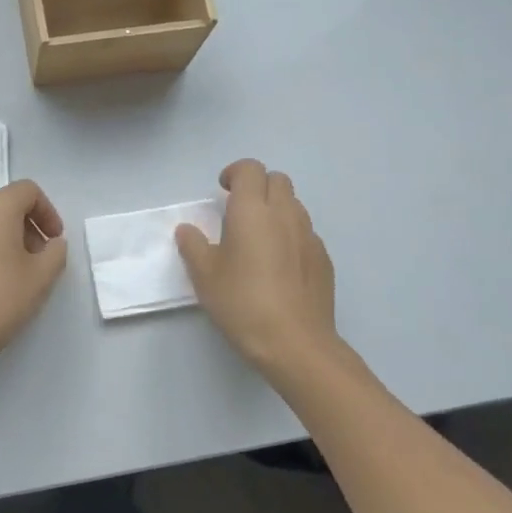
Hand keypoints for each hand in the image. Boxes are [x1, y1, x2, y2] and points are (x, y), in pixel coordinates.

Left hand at [0, 180, 67, 373]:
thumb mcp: (40, 278)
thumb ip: (55, 253)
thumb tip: (51, 243)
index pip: (28, 191)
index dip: (48, 212)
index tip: (54, 240)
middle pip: (5, 205)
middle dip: (27, 227)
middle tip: (38, 260)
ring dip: (4, 240)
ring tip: (13, 274)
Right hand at [176, 159, 339, 375]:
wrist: (296, 343)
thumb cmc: (243, 303)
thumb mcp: (205, 276)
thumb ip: (193, 246)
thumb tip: (187, 230)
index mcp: (252, 210)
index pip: (250, 169)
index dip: (235, 173)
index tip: (222, 191)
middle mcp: (285, 214)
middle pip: (277, 180)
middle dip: (258, 186)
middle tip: (239, 211)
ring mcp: (309, 236)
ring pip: (294, 205)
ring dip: (276, 209)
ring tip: (259, 238)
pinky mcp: (324, 259)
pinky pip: (305, 233)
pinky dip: (291, 235)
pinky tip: (279, 265)